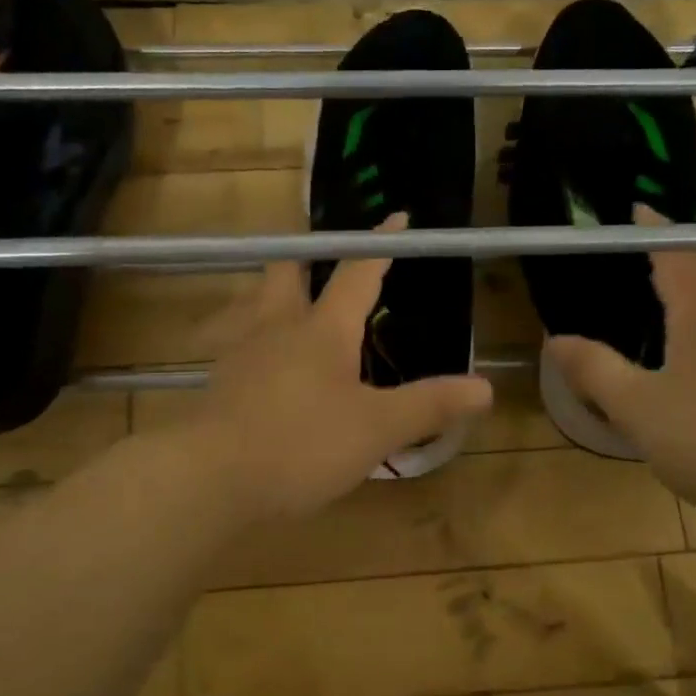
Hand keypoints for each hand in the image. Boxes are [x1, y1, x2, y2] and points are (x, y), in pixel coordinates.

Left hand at [191, 215, 493, 519]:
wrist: (210, 478)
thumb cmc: (301, 444)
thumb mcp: (377, 428)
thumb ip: (430, 405)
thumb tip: (485, 387)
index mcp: (323, 329)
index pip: (357, 272)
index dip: (380, 244)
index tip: (396, 217)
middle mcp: (277, 327)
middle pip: (286, 271)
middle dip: (307, 256)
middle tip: (324, 257)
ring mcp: (240, 352)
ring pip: (254, 302)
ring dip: (274, 292)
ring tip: (292, 303)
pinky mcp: (219, 383)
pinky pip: (236, 342)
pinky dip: (254, 337)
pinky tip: (262, 363)